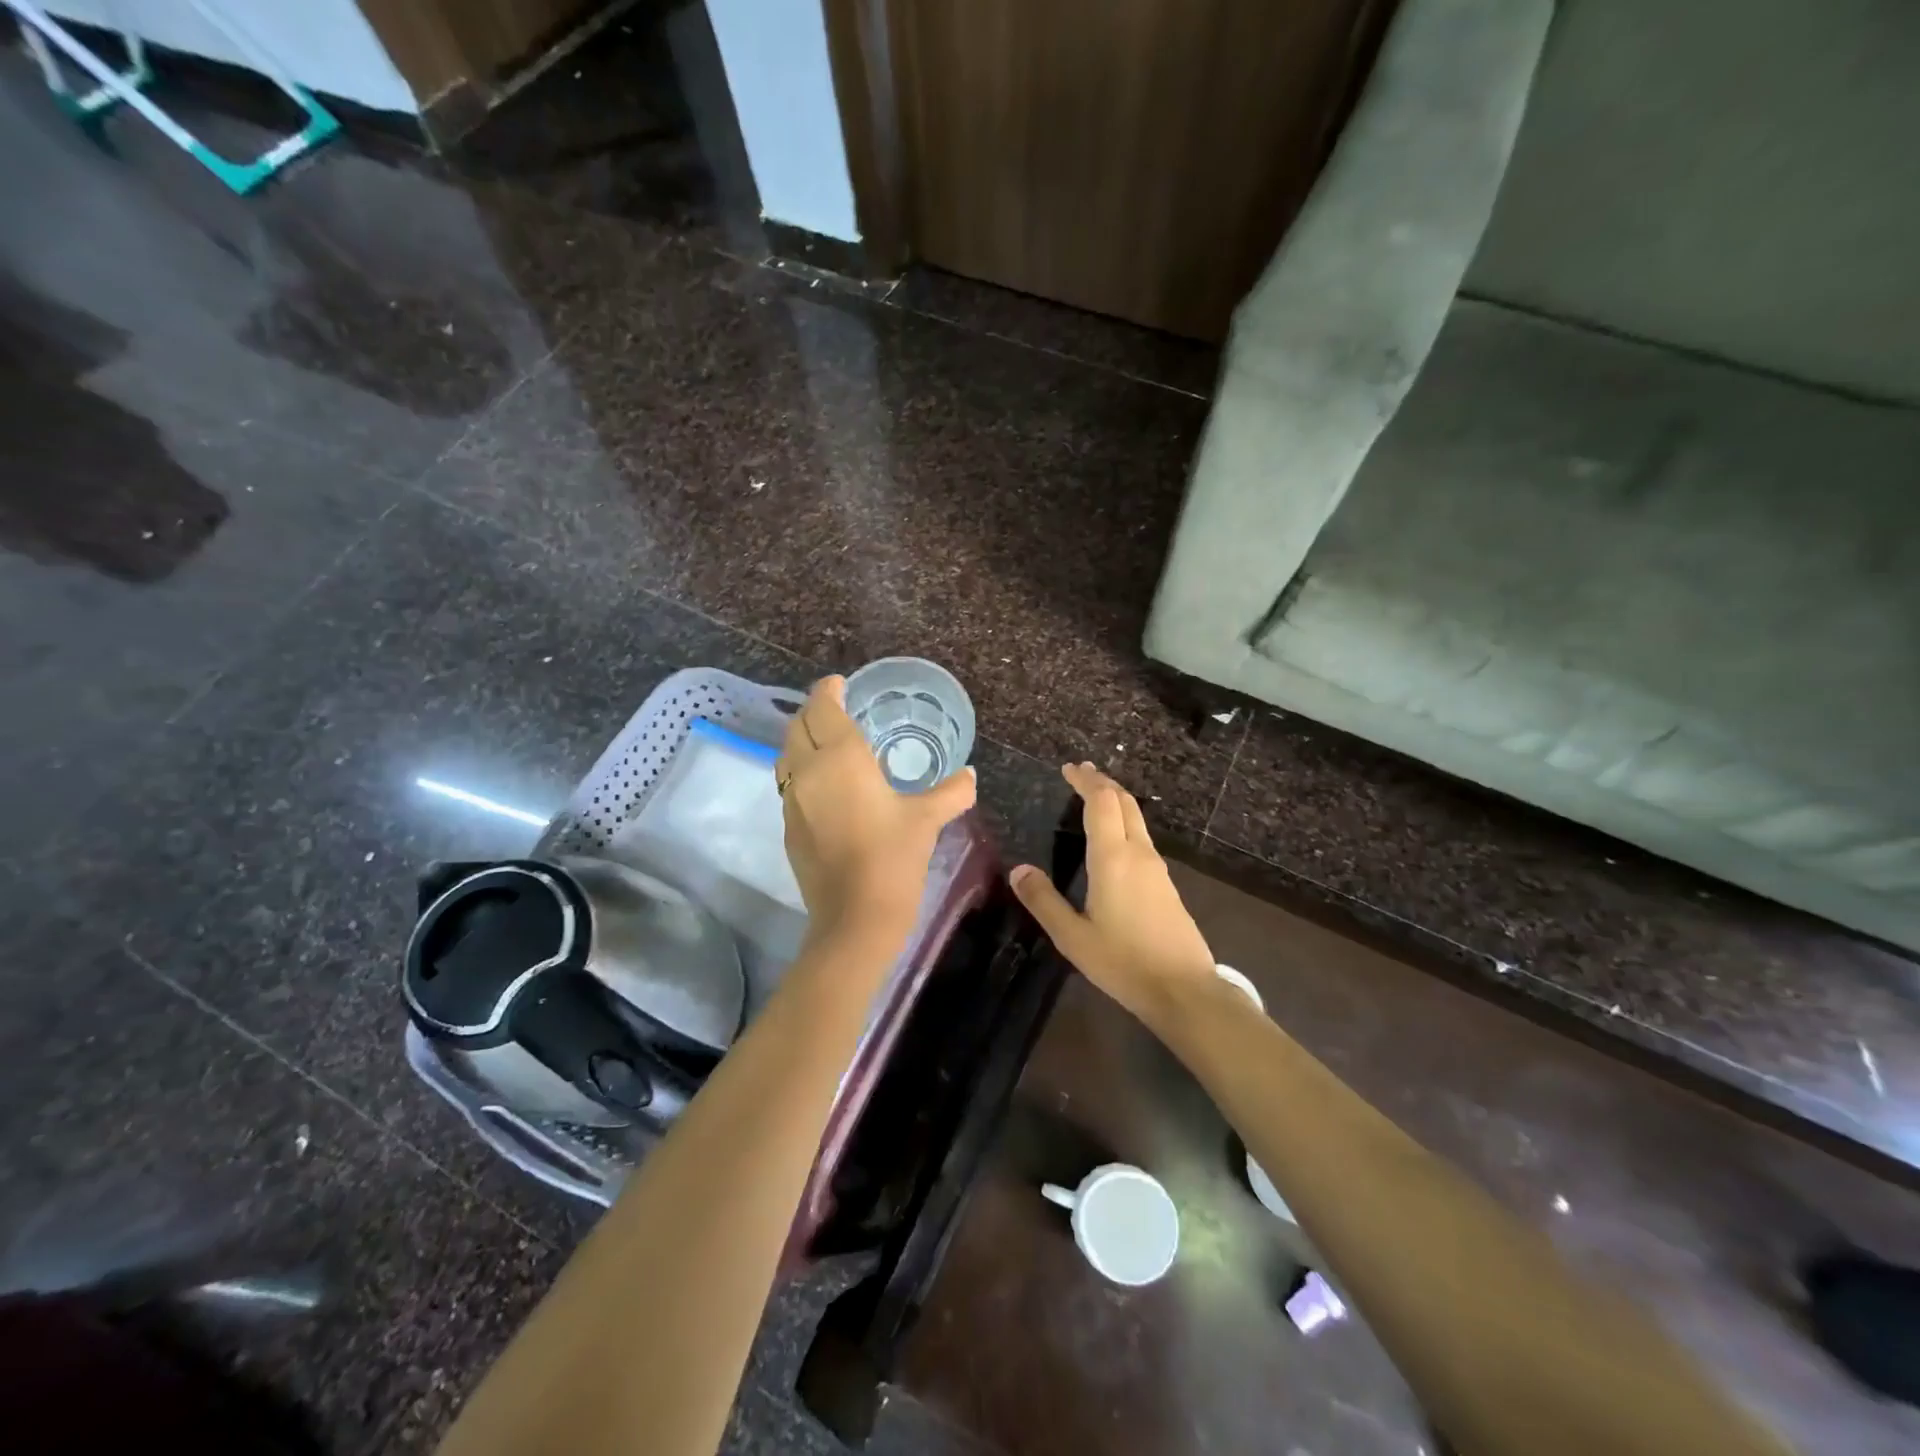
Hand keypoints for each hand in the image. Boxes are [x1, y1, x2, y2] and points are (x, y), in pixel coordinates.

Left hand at [776, 676, 976, 938]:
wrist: (854, 919)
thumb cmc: (893, 858)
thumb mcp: (927, 820)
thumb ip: (951, 792)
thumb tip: (970, 775)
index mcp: (841, 758)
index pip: (823, 708)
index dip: (828, 690)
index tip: (840, 684)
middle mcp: (808, 771)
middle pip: (797, 726)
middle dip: (813, 711)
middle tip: (836, 710)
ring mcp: (791, 801)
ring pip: (787, 755)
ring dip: (803, 740)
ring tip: (828, 744)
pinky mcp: (788, 827)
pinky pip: (790, 785)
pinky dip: (803, 772)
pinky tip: (826, 787)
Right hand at [1009, 763, 1216, 1020]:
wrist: (1184, 989)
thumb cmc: (1123, 962)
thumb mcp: (1073, 937)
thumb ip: (1044, 901)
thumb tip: (1018, 870)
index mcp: (1113, 858)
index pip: (1102, 802)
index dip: (1086, 781)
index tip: (1069, 768)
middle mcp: (1138, 853)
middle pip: (1124, 802)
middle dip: (1102, 783)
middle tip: (1081, 773)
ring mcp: (1157, 868)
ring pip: (1137, 819)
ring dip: (1116, 801)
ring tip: (1094, 798)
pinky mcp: (1166, 884)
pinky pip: (1142, 838)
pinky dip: (1125, 822)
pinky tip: (1114, 840)